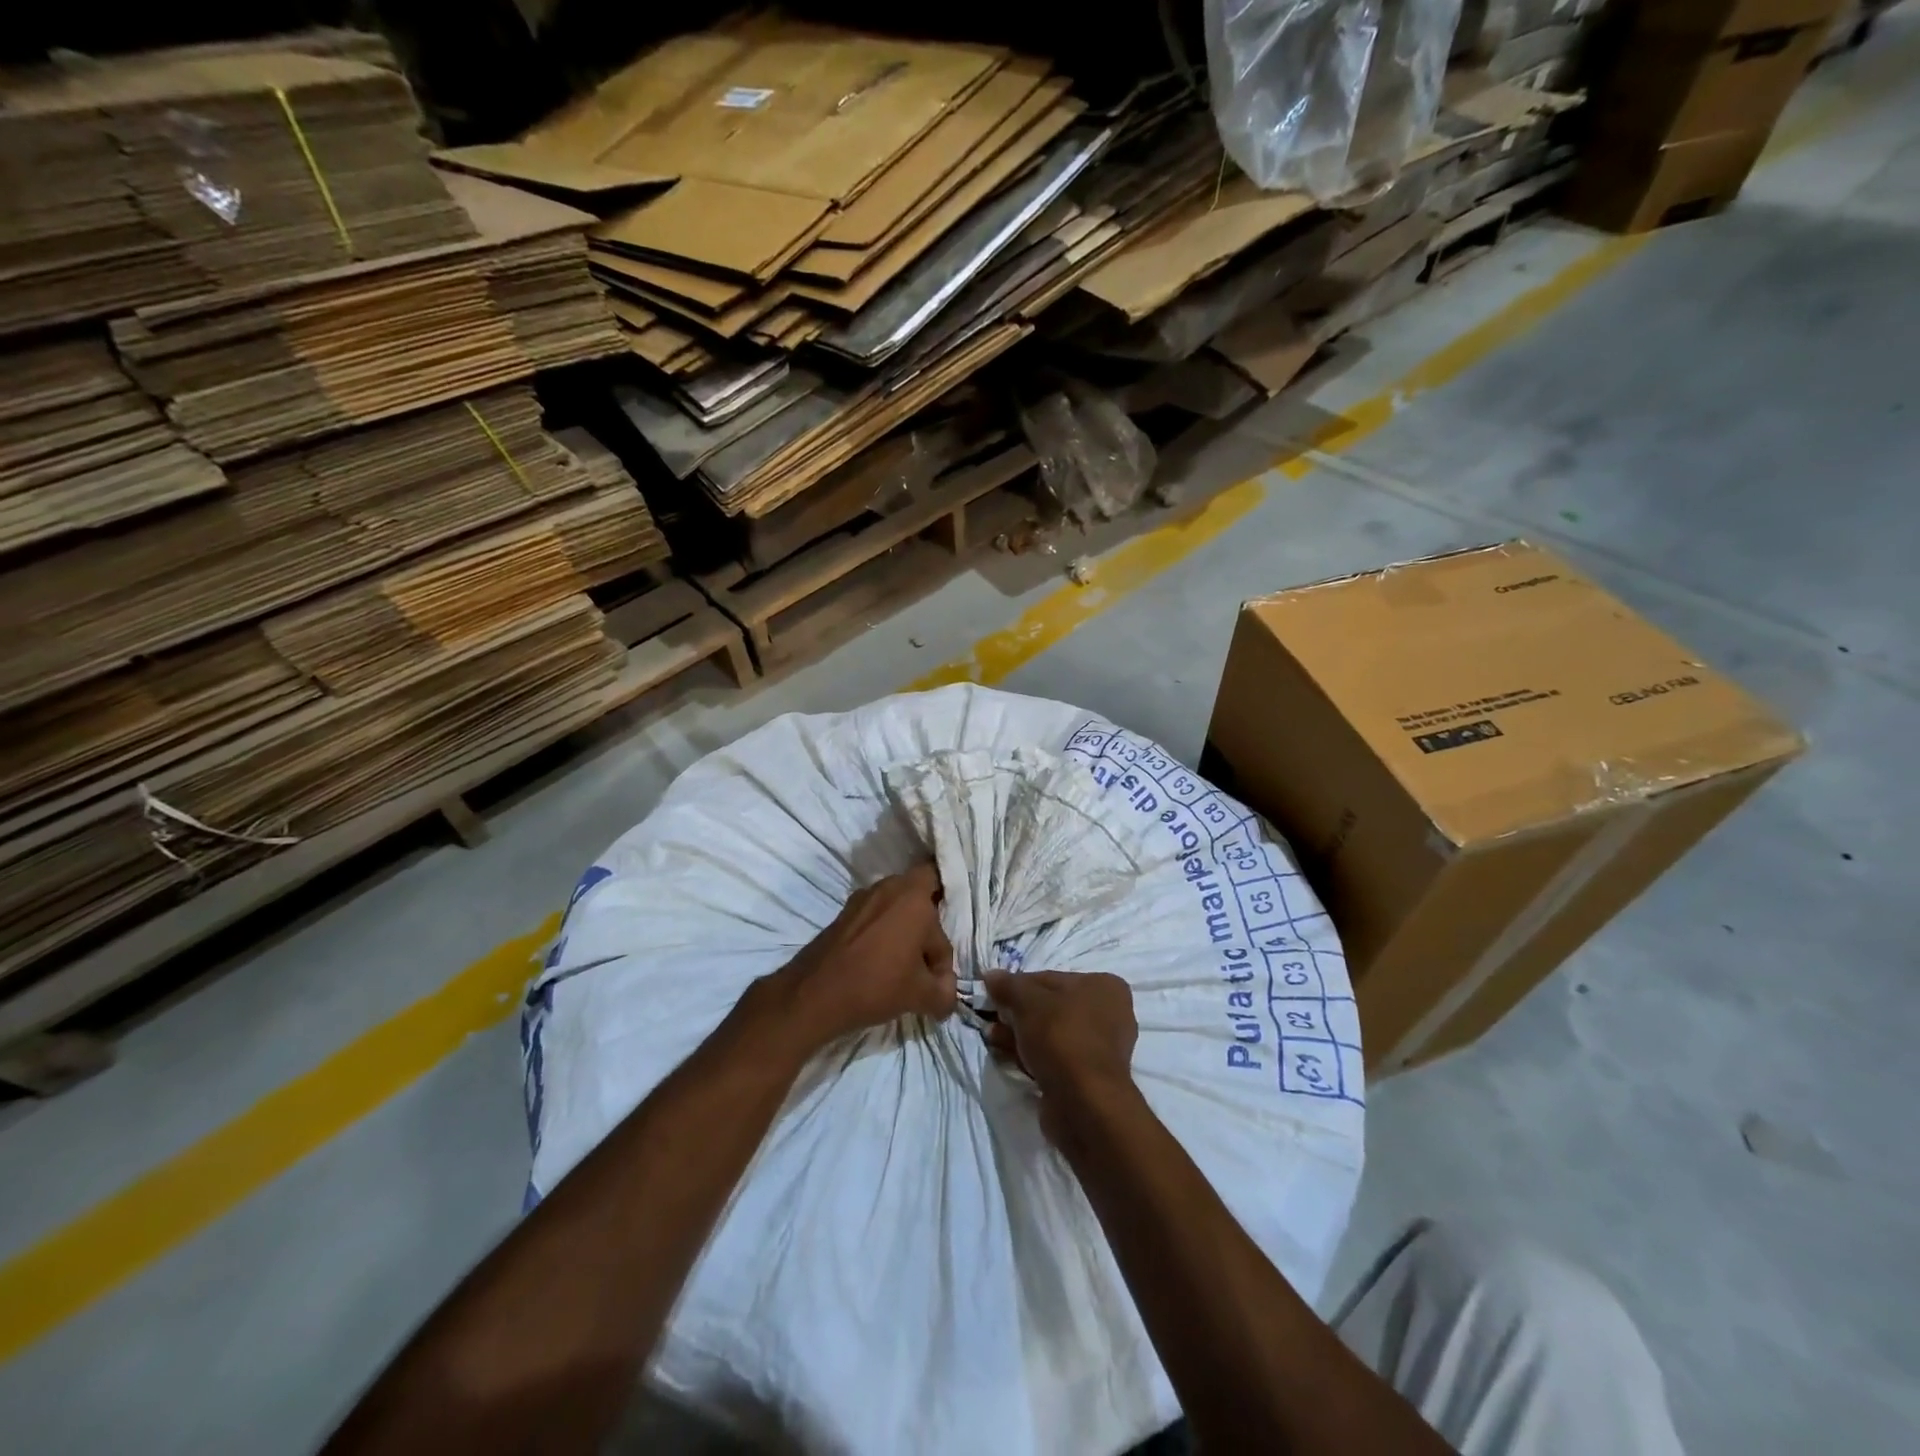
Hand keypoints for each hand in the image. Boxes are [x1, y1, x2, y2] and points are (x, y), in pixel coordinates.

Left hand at [774, 863, 956, 1048]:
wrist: (815, 994)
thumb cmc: (877, 984)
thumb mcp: (922, 995)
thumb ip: (945, 990)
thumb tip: (948, 989)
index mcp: (914, 897)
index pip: (944, 896)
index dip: (949, 920)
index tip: (941, 960)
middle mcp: (889, 887)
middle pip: (919, 894)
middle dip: (926, 922)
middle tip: (926, 957)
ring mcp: (862, 898)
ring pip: (894, 905)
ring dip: (902, 928)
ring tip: (901, 964)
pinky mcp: (843, 913)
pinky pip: (873, 916)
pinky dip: (880, 934)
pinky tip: (877, 963)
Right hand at [982, 970, 1138, 1131]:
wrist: (1083, 1103)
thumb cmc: (1061, 1037)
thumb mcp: (1028, 1001)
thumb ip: (1008, 985)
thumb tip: (990, 975)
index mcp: (1104, 987)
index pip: (1050, 979)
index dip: (1018, 986)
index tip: (994, 997)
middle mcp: (1109, 1014)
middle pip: (1050, 1007)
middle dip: (1017, 1014)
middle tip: (992, 1020)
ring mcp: (1100, 1049)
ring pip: (1050, 1035)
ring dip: (1020, 1036)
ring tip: (993, 1040)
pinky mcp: (1088, 1078)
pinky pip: (1054, 1058)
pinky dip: (1032, 1057)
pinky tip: (1008, 1058)